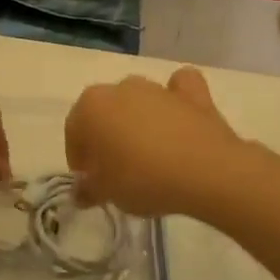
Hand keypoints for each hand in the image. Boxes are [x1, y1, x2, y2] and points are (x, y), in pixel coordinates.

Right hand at [65, 67, 242, 218]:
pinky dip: (177, 98)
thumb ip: (89, 189)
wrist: (205, 170)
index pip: (73, 130)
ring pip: (137, 100)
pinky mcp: (191, 93)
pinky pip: (178, 89)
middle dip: (105, 137)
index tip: (89, 181)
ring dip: (137, 120)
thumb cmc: (143, 179)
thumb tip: (81, 190)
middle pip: (104, 112)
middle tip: (116, 170)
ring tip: (148, 154)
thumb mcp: (107, 192)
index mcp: (91, 105)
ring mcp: (157, 87)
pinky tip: (179, 117)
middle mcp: (120, 87)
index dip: (78, 157)